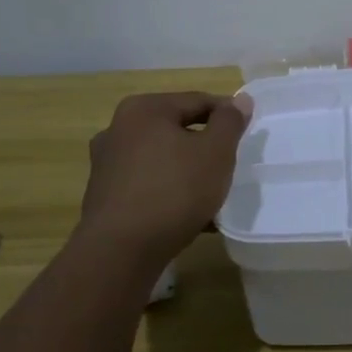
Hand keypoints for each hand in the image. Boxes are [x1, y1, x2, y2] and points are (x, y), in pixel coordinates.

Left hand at [79, 91, 252, 262]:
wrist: (120, 251)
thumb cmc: (174, 191)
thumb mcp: (215, 152)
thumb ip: (229, 122)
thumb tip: (240, 100)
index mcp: (144, 109)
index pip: (197, 101)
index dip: (226, 115)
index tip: (247, 134)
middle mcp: (118, 129)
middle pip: (176, 130)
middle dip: (205, 146)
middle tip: (230, 165)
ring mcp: (107, 164)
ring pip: (162, 159)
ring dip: (188, 172)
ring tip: (212, 195)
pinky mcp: (104, 196)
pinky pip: (147, 185)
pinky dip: (169, 193)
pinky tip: (190, 217)